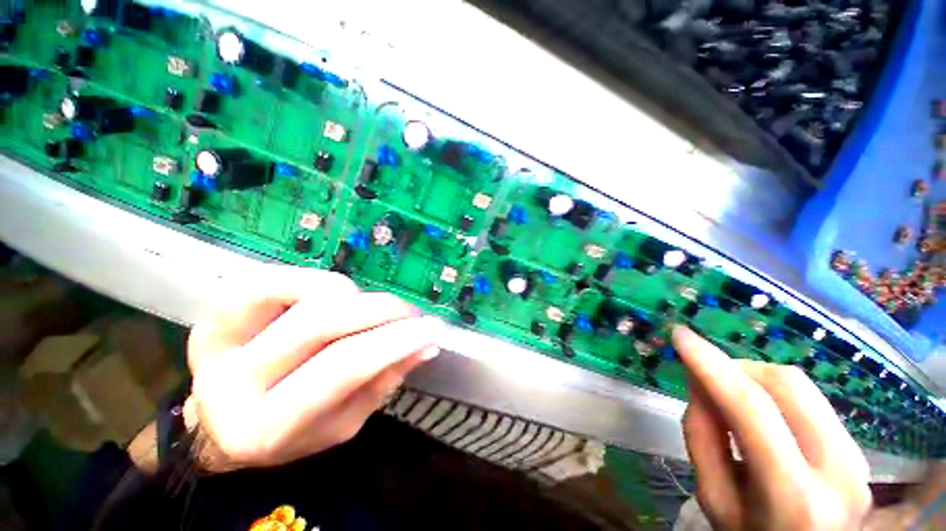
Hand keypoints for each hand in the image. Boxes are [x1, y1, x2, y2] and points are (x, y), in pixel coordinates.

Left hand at [184, 266, 440, 471]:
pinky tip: (334, 300)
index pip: (340, 369)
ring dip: (354, 297)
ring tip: (364, 314)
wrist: (220, 422)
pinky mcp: (218, 307)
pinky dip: (323, 282)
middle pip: (324, 322)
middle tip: (410, 313)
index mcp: (264, 426)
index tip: (432, 329)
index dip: (393, 341)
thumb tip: (425, 346)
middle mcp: (230, 380)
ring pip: (308, 292)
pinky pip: (284, 275)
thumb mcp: (341, 423)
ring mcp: (217, 336)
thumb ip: (383, 383)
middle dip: (382, 311)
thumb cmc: (288, 431)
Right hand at [673, 326, 871, 530]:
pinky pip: (810, 401)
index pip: (751, 408)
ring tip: (731, 398)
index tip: (679, 334)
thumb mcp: (714, 500)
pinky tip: (760, 414)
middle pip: (785, 384)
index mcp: (794, 498)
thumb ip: (702, 438)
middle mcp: (838, 471)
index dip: (710, 363)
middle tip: (706, 377)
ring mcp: (857, 458)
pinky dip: (774, 394)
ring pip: (801, 386)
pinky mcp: (859, 449)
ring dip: (754, 379)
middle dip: (736, 367)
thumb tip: (699, 384)